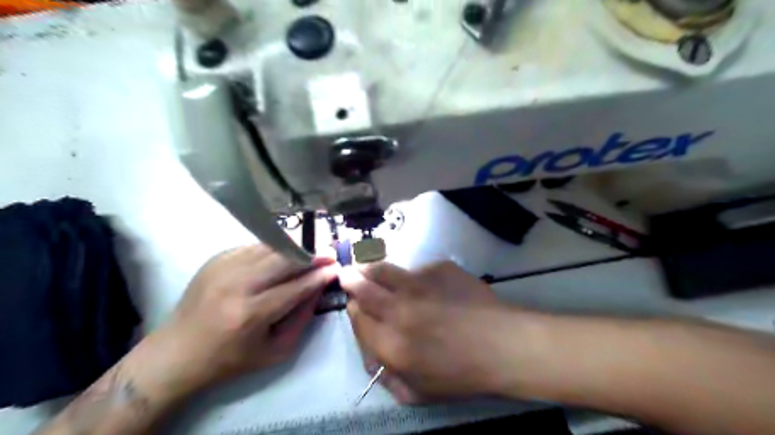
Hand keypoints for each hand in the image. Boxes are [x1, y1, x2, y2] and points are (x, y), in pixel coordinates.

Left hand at [151, 246, 336, 392]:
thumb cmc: (230, 359)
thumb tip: (319, 288)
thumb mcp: (275, 351)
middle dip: (311, 255)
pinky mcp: (216, 259)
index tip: (336, 268)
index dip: (320, 275)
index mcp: (250, 314)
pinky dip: (273, 249)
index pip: (296, 286)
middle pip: (284, 259)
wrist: (177, 352)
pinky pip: (254, 246)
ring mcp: (223, 267)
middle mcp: (236, 285)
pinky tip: (281, 257)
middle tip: (328, 254)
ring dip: (294, 249)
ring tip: (309, 253)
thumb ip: (302, 318)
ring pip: (270, 247)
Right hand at [342, 260, 516, 401]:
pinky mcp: (438, 268)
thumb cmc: (462, 374)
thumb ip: (388, 378)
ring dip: (371, 268)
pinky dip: (413, 274)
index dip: (353, 311)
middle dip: (350, 280)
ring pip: (384, 270)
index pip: (357, 319)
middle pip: (362, 287)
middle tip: (347, 273)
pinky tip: (424, 283)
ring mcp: (418, 284)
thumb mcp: (419, 394)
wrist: (503, 345)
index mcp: (390, 342)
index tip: (355, 306)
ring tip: (367, 265)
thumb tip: (373, 359)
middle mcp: (398, 309)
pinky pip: (417, 268)